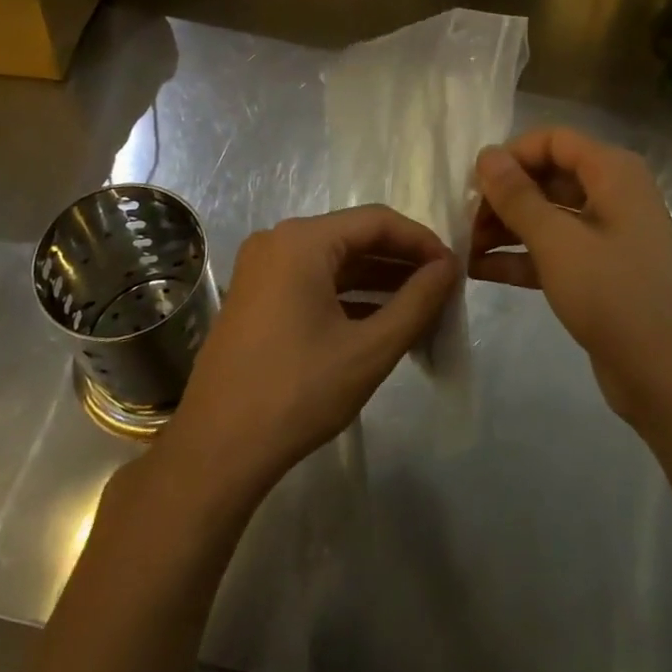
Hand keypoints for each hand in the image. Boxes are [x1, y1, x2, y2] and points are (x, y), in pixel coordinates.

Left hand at [158, 206, 458, 506]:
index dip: (421, 241)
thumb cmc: (297, 393)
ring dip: (378, 281)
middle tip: (443, 290)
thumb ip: (416, 302)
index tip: (454, 270)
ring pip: (335, 262)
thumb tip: (449, 267)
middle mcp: (278, 242)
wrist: (217, 450)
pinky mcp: (257, 297)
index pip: (377, 221)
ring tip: (422, 307)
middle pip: (354, 238)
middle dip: (401, 262)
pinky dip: (349, 296)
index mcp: (302, 241)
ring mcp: (263, 269)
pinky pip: (314, 282)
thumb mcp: (369, 349)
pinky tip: (382, 321)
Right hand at [470, 127, 671, 423]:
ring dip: (506, 228)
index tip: (474, 186)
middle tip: (465, 223)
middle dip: (504, 196)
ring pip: (547, 216)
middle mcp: (613, 195)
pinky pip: (553, 251)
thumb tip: (486, 154)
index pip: (552, 141)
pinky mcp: (600, 274)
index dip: (511, 156)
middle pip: (547, 177)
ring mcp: (607, 236)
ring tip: (466, 249)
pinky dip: (520, 257)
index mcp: (613, 173)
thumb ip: (517, 196)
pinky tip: (480, 271)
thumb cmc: (616, 296)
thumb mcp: (558, 242)